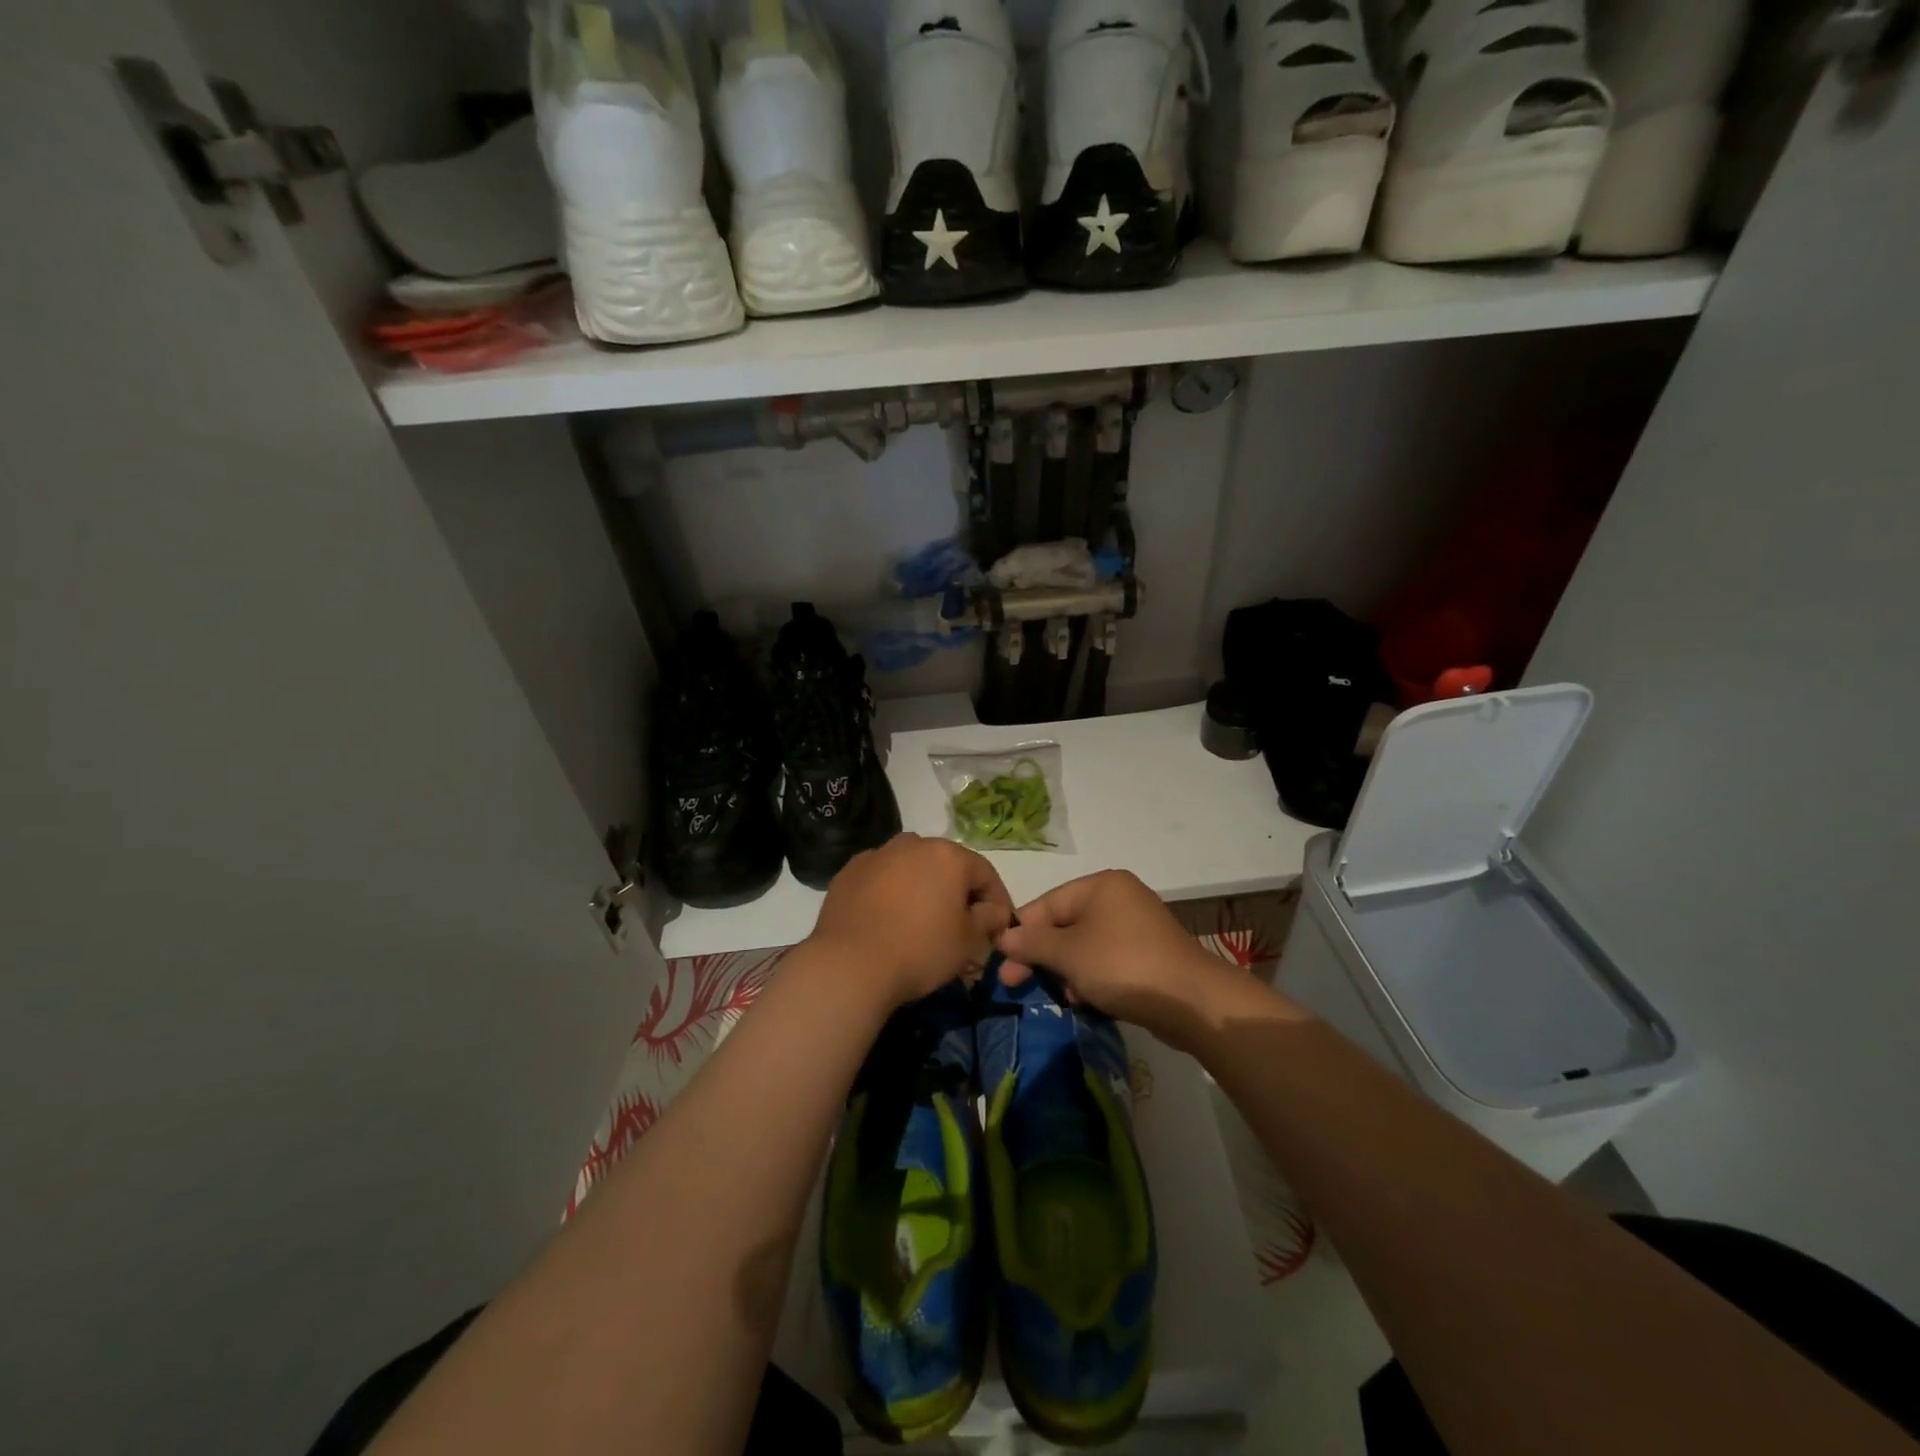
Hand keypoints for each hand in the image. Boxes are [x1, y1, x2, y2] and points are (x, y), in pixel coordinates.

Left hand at [808, 834, 1015, 1010]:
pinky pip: (881, 878)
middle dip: (957, 892)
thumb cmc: (920, 950)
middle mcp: (913, 844)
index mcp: (948, 855)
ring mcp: (877, 854)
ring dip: (922, 888)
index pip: (985, 873)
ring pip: (911, 868)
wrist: (850, 965)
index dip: (997, 901)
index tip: (999, 927)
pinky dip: (890, 893)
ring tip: (921, 920)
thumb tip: (994, 911)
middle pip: (946, 866)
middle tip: (961, 924)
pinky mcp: (849, 872)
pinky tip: (888, 919)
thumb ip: (989, 919)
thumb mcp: (968, 941)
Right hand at [996, 871, 1236, 1049]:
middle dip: (1041, 955)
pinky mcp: (1147, 954)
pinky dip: (1090, 977)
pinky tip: (1084, 999)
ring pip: (1084, 945)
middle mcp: (1118, 898)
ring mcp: (1135, 926)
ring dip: (1066, 970)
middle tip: (1015, 983)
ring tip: (1061, 995)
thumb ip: (1033, 943)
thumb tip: (1003, 937)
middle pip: (1064, 924)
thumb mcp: (1069, 954)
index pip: (1046, 904)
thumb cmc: (1123, 966)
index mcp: (1100, 885)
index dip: (1020, 933)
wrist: (1192, 1001)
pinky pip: (1105, 960)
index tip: (1000, 963)